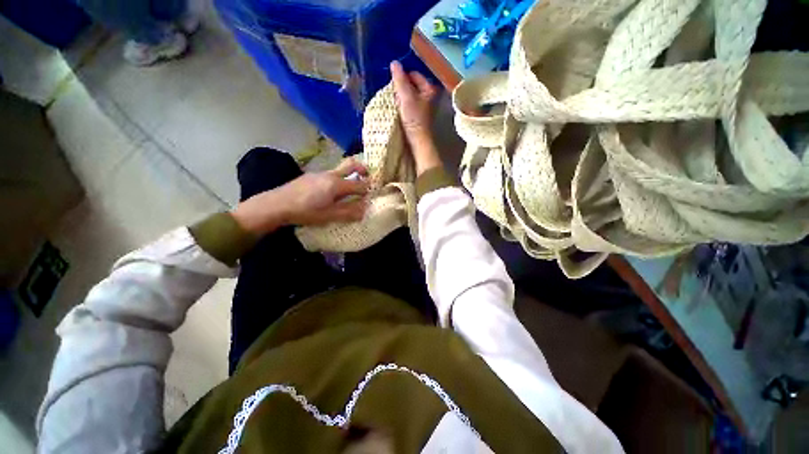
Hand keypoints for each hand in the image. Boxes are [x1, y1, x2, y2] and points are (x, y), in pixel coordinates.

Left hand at [232, 158, 368, 235]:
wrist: (276, 204)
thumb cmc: (305, 212)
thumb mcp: (329, 216)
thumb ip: (349, 212)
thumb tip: (365, 210)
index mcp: (336, 184)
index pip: (359, 185)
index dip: (368, 189)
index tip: (373, 193)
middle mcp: (330, 175)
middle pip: (351, 165)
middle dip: (363, 169)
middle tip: (368, 177)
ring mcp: (320, 173)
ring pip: (340, 170)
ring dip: (350, 175)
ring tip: (351, 189)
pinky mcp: (311, 176)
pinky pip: (330, 174)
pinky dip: (338, 179)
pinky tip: (332, 192)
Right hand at [390, 61, 442, 174]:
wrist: (418, 140)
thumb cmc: (414, 118)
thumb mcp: (406, 97)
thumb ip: (400, 80)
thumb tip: (394, 63)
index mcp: (429, 88)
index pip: (414, 74)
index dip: (402, 78)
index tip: (395, 86)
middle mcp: (429, 95)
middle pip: (411, 84)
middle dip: (401, 89)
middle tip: (395, 97)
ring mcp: (424, 105)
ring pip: (409, 95)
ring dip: (401, 97)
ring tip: (396, 105)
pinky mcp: (419, 115)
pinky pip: (409, 104)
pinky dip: (403, 105)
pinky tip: (399, 111)